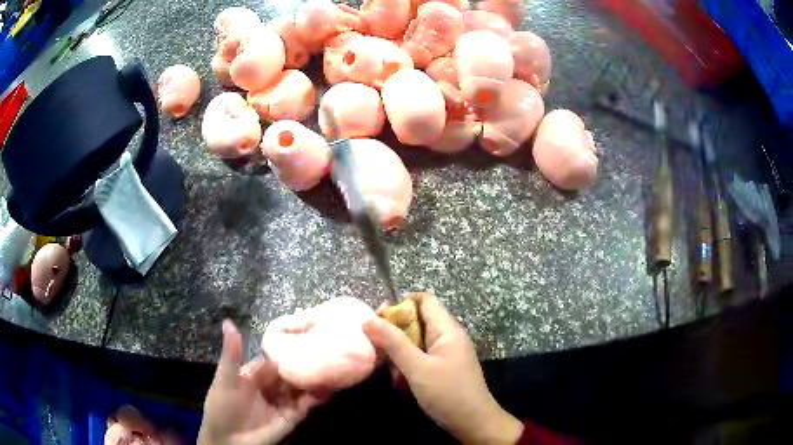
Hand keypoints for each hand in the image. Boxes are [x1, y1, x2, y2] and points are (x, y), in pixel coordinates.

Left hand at [198, 320, 325, 444]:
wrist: (229, 441)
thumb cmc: (223, 406)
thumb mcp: (226, 378)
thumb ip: (232, 353)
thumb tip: (228, 320)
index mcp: (256, 373)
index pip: (275, 358)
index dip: (289, 348)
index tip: (308, 333)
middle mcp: (272, 385)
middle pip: (292, 371)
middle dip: (306, 363)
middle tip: (328, 348)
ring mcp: (284, 401)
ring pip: (302, 386)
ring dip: (316, 378)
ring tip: (335, 365)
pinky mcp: (293, 416)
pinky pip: (308, 404)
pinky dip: (319, 396)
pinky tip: (331, 387)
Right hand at [363, 293, 523, 444]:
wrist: (473, 423)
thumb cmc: (447, 393)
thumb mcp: (417, 368)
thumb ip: (393, 343)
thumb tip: (368, 319)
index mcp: (446, 329)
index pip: (423, 300)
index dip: (400, 304)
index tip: (378, 320)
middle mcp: (447, 336)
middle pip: (416, 321)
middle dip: (395, 335)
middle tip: (378, 351)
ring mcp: (446, 353)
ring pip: (415, 342)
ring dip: (400, 355)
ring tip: (393, 373)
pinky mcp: (443, 368)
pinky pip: (420, 358)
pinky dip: (408, 367)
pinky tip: (402, 384)